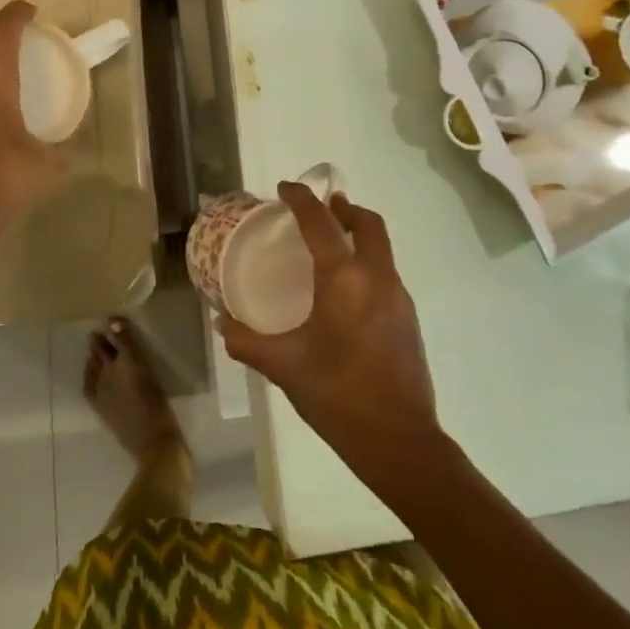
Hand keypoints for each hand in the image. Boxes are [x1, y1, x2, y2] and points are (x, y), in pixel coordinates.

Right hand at [218, 184, 441, 481]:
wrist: (400, 440)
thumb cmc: (337, 395)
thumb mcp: (283, 366)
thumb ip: (246, 341)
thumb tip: (221, 322)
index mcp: (344, 279)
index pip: (321, 222)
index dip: (302, 199)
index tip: (286, 187)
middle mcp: (377, 277)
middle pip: (367, 223)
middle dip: (343, 208)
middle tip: (318, 210)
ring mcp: (399, 297)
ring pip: (381, 247)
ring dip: (358, 234)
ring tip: (330, 245)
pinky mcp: (408, 318)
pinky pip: (386, 271)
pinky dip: (367, 262)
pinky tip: (346, 290)